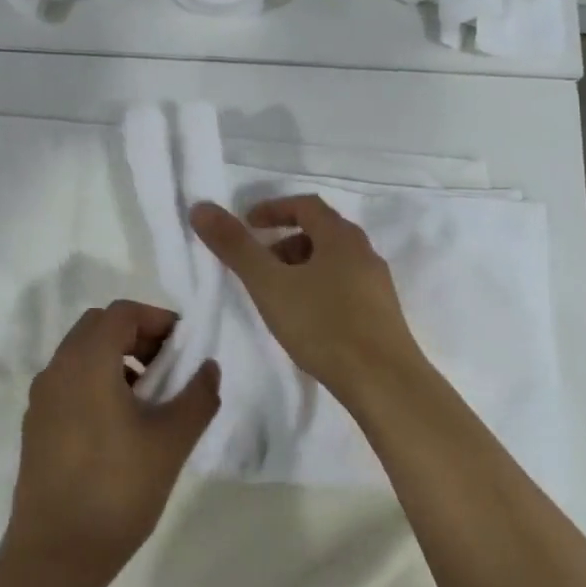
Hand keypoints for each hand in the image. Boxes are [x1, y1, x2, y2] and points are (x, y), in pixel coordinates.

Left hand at [0, 300, 220, 586]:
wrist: (55, 557)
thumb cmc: (118, 489)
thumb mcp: (172, 440)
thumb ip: (198, 395)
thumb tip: (208, 368)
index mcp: (87, 363)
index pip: (121, 313)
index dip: (158, 319)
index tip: (185, 347)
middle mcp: (57, 370)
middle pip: (98, 327)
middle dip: (138, 335)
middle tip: (169, 367)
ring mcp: (41, 400)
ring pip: (81, 355)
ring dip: (118, 359)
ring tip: (150, 399)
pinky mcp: (36, 427)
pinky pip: (70, 383)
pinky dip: (98, 382)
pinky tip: (122, 425)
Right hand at [190, 195, 423, 397]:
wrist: (383, 381)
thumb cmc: (324, 325)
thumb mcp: (270, 285)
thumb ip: (235, 247)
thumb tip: (202, 207)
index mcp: (341, 237)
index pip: (306, 205)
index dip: (273, 209)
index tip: (247, 224)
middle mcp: (364, 252)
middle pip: (321, 233)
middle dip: (285, 243)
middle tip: (258, 265)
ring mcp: (377, 284)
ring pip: (333, 262)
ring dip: (302, 268)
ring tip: (277, 296)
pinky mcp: (382, 313)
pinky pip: (345, 287)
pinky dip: (319, 289)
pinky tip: (307, 321)